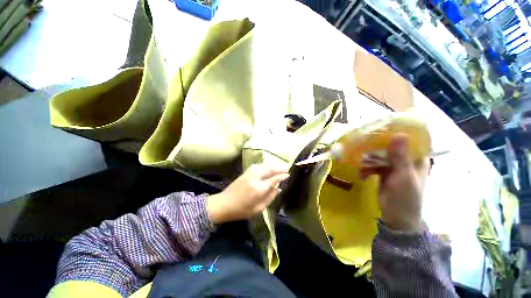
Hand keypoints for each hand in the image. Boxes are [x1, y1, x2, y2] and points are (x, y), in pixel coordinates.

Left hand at [207, 164, 289, 223]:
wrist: (223, 204)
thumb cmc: (241, 210)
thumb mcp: (258, 209)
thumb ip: (270, 197)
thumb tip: (279, 188)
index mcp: (259, 188)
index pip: (274, 179)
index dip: (282, 176)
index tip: (288, 174)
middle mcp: (255, 177)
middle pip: (270, 168)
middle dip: (279, 167)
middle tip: (287, 167)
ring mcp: (250, 173)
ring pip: (264, 165)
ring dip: (273, 164)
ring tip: (280, 165)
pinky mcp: (246, 172)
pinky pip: (258, 165)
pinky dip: (265, 164)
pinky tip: (269, 166)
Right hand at [360, 135, 429, 231]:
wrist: (396, 217)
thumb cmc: (405, 197)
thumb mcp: (403, 176)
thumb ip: (400, 157)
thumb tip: (399, 134)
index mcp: (417, 160)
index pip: (412, 140)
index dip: (401, 132)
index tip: (385, 126)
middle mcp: (406, 161)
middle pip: (392, 147)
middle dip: (378, 146)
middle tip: (365, 143)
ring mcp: (394, 167)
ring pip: (380, 156)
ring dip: (369, 160)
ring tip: (361, 165)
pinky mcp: (383, 173)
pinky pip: (373, 165)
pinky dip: (366, 169)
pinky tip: (362, 175)